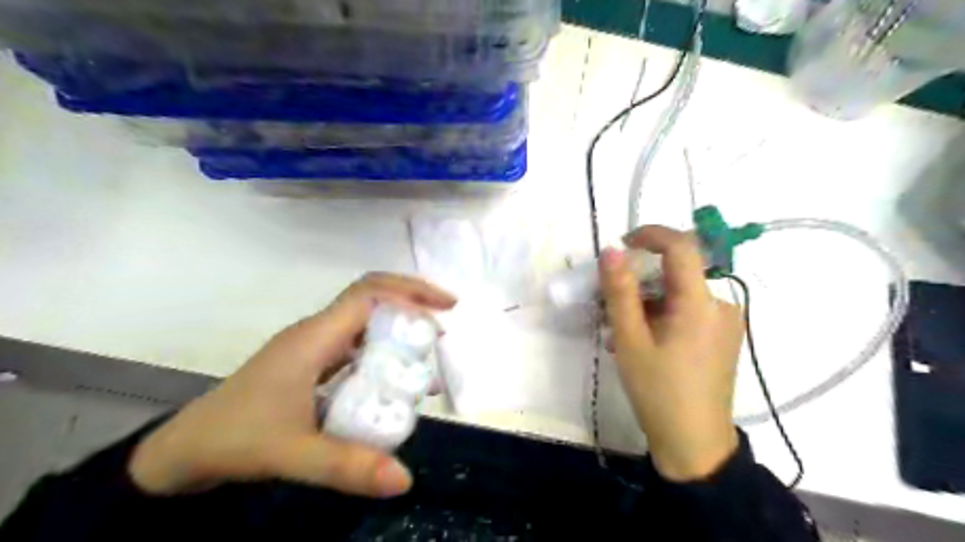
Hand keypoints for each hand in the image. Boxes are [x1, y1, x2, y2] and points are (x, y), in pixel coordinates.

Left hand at [129, 273, 456, 497]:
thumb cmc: (235, 439)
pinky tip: (397, 377)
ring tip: (429, 350)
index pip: (368, 295)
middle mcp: (316, 333)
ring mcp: (313, 347)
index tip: (444, 310)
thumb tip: (406, 478)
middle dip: (411, 301)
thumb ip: (347, 466)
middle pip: (370, 297)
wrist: (184, 451)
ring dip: (399, 326)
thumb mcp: (293, 454)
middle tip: (445, 322)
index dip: (409, 294)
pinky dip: (384, 350)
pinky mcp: (312, 364)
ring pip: (365, 320)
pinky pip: (357, 345)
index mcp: (313, 338)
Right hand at [598, 227, 744, 479]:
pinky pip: (689, 310)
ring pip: (680, 293)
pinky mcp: (722, 337)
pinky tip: (643, 340)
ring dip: (648, 301)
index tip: (622, 245)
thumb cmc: (658, 391)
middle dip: (641, 279)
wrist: (695, 444)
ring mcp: (725, 322)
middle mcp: (721, 305)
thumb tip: (610, 251)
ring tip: (621, 331)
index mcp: (701, 304)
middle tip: (611, 302)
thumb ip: (620, 292)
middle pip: (677, 273)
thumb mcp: (630, 340)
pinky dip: (662, 315)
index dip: (650, 234)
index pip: (681, 246)